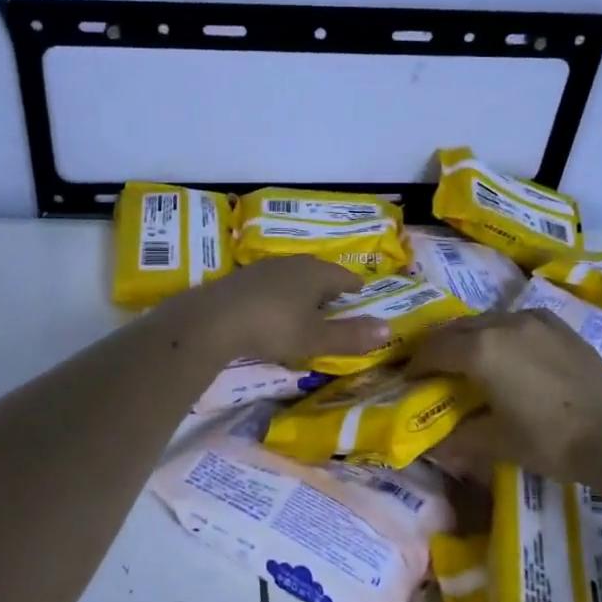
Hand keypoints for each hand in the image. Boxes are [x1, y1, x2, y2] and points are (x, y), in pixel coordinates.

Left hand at [159, 256, 388, 366]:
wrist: (214, 319)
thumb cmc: (274, 327)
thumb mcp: (315, 338)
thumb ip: (350, 335)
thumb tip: (387, 328)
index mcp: (316, 273)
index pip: (344, 276)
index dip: (354, 286)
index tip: (361, 292)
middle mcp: (292, 263)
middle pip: (318, 271)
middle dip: (328, 285)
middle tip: (337, 298)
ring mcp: (264, 268)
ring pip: (292, 275)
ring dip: (302, 288)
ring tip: (307, 303)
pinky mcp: (241, 279)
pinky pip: (270, 283)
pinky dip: (279, 294)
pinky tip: (274, 307)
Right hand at [409, 308, 601, 480]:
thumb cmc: (549, 440)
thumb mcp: (497, 442)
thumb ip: (460, 438)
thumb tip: (436, 446)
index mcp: (480, 350)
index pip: (435, 349)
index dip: (417, 365)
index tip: (410, 380)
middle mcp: (502, 325)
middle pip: (457, 328)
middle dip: (440, 346)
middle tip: (433, 368)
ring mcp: (533, 321)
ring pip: (487, 320)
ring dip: (470, 337)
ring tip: (469, 360)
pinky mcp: (558, 325)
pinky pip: (516, 321)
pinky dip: (501, 333)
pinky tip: (509, 352)